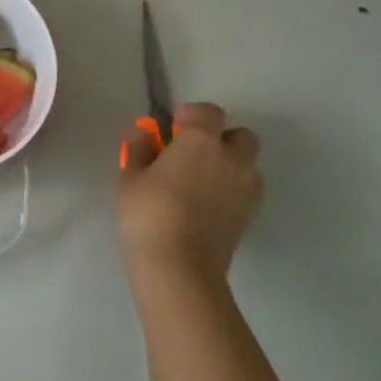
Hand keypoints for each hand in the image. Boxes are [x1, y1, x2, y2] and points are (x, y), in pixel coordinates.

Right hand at [118, 102, 261, 296]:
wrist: (180, 268)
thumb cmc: (149, 214)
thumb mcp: (131, 177)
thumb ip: (139, 149)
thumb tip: (144, 134)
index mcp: (201, 140)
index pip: (207, 112)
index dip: (191, 115)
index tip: (172, 127)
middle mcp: (232, 158)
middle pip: (240, 135)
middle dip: (220, 138)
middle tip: (191, 154)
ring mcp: (246, 188)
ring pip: (247, 164)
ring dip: (229, 165)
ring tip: (199, 183)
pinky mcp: (250, 215)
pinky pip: (245, 189)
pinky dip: (231, 189)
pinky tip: (206, 205)